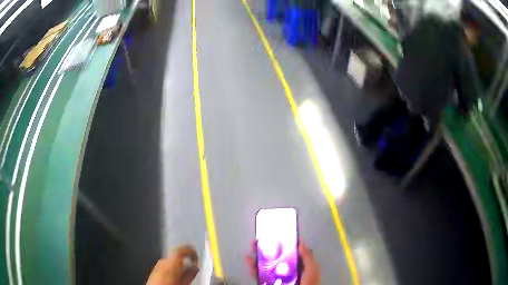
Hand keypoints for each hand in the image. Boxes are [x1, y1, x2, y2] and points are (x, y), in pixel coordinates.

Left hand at [147, 245, 199, 284]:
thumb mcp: (183, 283)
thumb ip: (190, 274)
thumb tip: (196, 267)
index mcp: (170, 263)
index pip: (180, 249)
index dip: (190, 250)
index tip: (197, 256)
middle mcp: (163, 261)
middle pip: (177, 256)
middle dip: (186, 260)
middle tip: (193, 268)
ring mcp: (157, 264)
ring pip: (172, 261)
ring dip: (180, 265)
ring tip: (186, 275)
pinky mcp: (154, 269)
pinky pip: (167, 265)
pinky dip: (174, 268)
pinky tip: (176, 277)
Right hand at [246, 241, 320, 284]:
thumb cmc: (309, 283)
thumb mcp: (312, 268)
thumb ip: (307, 256)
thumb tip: (301, 242)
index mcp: (297, 265)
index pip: (288, 252)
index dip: (281, 243)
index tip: (275, 235)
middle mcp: (285, 269)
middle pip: (274, 256)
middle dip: (266, 248)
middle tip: (259, 240)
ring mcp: (276, 276)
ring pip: (265, 264)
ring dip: (257, 255)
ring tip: (252, 247)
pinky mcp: (268, 282)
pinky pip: (259, 275)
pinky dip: (253, 268)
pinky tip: (249, 261)